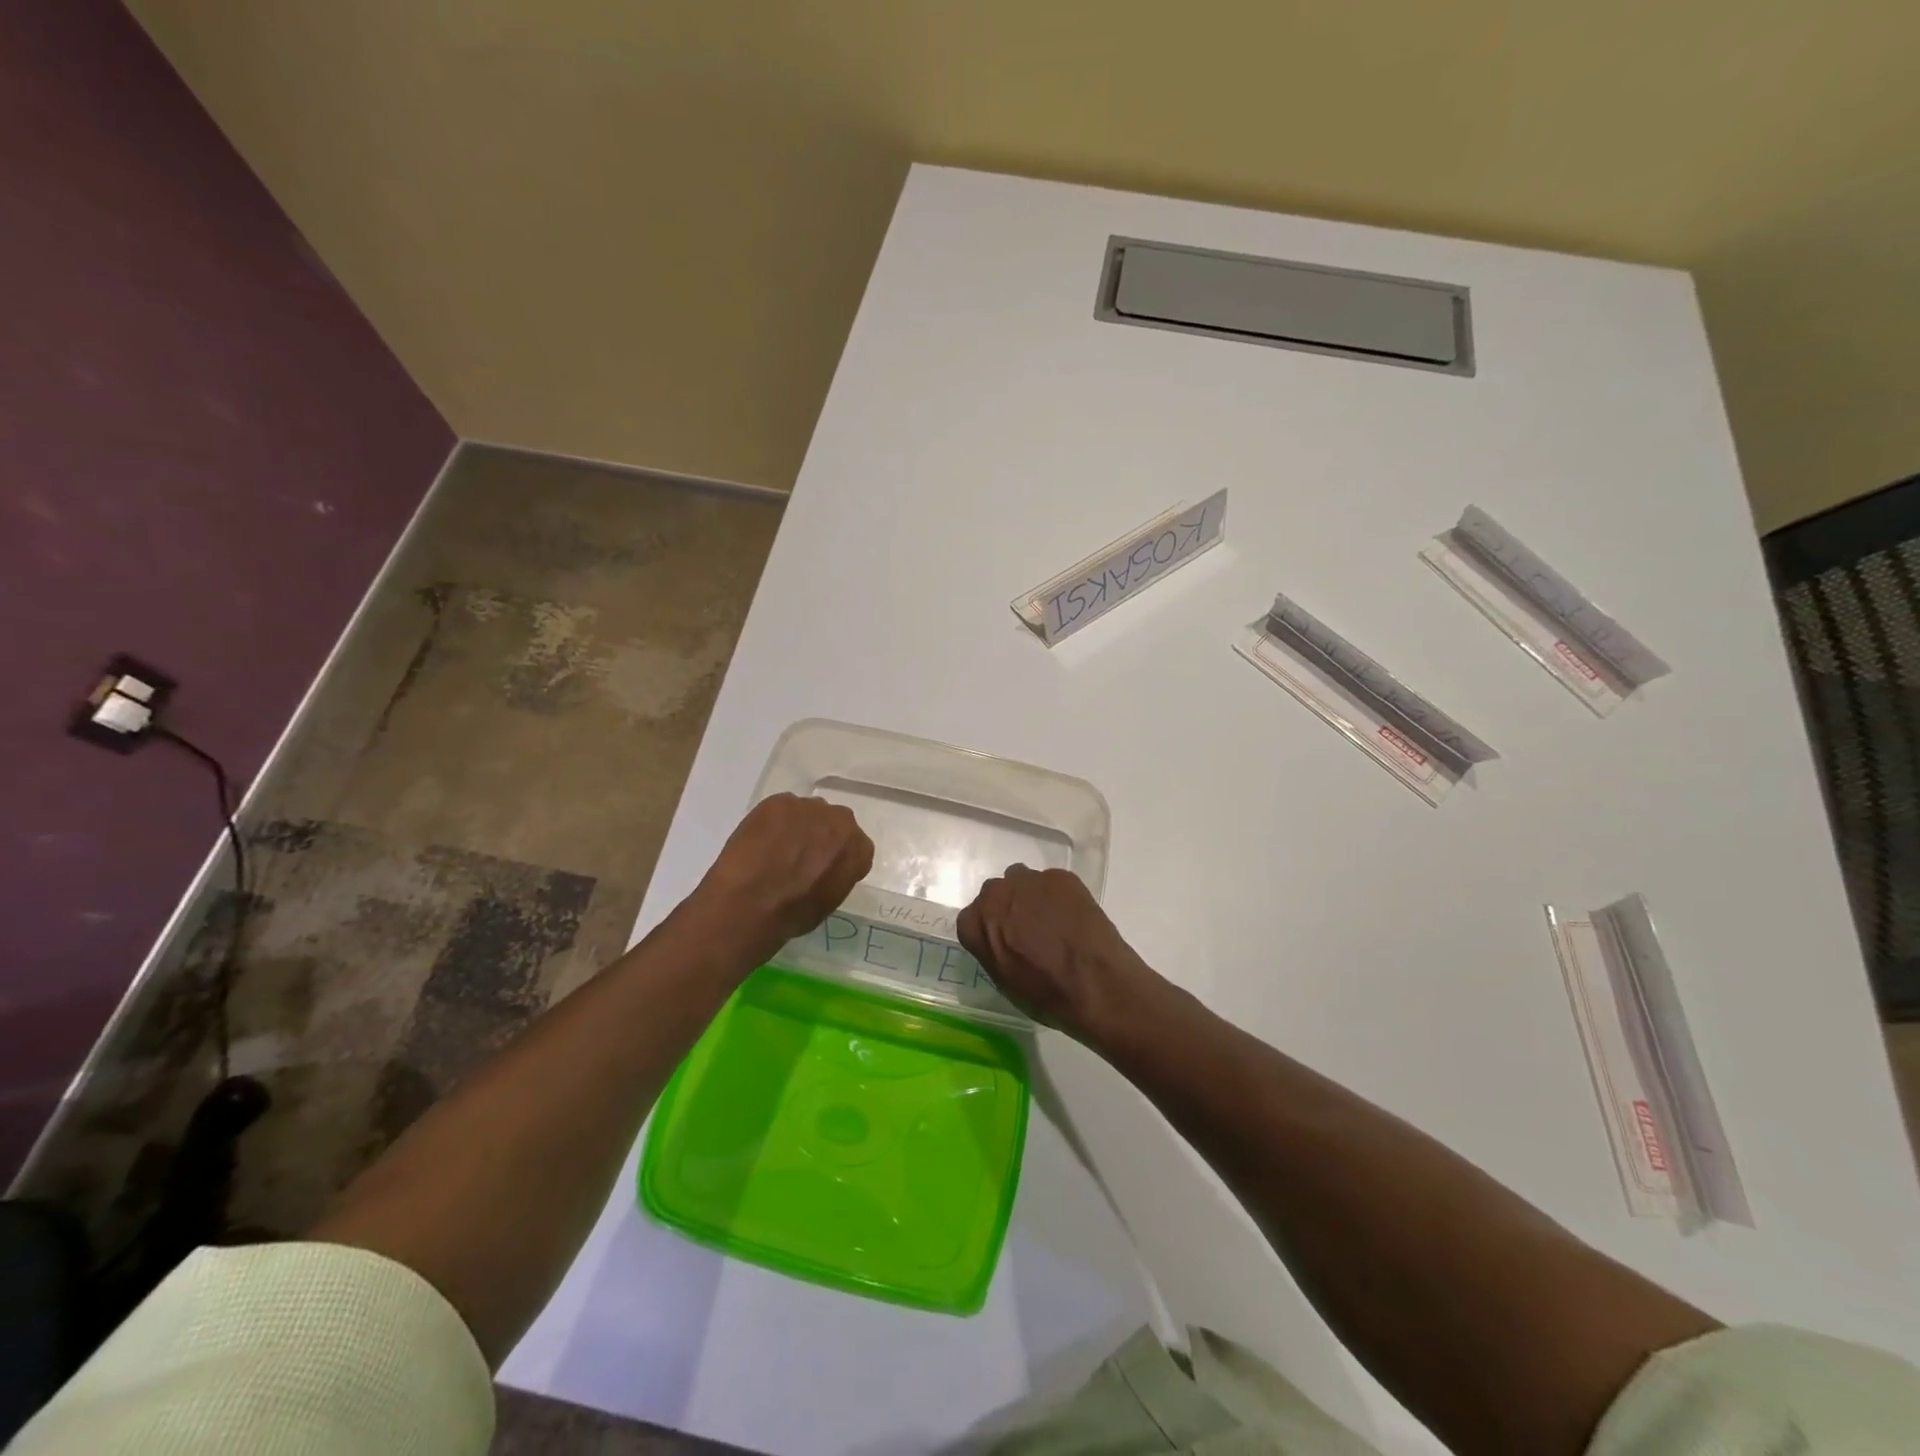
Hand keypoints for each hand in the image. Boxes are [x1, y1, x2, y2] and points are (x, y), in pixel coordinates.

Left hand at [691, 794, 873, 958]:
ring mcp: (808, 807)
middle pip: (835, 822)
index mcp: (858, 849)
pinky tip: (760, 841)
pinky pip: (781, 808)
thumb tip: (824, 869)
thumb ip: (836, 875)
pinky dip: (773, 822)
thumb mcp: (829, 902)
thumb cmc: (793, 913)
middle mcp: (840, 821)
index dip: (838, 857)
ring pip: (807, 812)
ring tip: (775, 848)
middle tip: (801, 856)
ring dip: (798, 826)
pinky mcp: (778, 802)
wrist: (750, 903)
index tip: (823, 869)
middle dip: (822, 835)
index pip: (856, 846)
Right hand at [957, 865, 1163, 1042]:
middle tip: (1027, 931)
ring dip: (1030, 897)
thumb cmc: (1046, 995)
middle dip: (1007, 908)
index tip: (1003, 943)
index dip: (988, 931)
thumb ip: (993, 950)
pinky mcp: (1060, 876)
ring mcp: (1030, 881)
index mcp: (976, 924)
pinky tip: (1073, 917)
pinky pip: (1052, 882)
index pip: (971, 919)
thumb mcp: (1005, 982)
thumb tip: (1000, 940)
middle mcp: (996, 894)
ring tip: (1052, 921)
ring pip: (1022, 881)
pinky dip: (1059, 896)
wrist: (1095, 983)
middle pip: (995, 894)